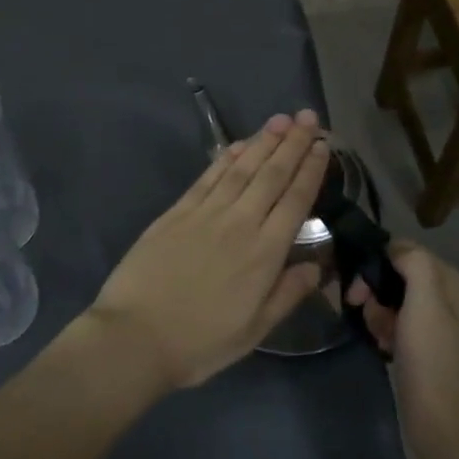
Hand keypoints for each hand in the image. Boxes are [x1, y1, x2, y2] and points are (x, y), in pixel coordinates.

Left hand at [90, 112, 330, 389]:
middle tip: (307, 116)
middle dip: (292, 143)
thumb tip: (316, 266)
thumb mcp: (254, 330)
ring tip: (281, 119)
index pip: (294, 200)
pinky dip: (227, 157)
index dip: (310, 170)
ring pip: (242, 168)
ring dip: (263, 141)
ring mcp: (206, 212)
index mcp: (264, 253)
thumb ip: (287, 294)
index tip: (322, 145)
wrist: (136, 336)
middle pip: (272, 175)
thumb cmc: (200, 341)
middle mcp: (240, 223)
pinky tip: (239, 144)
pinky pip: (209, 176)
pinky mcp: (178, 211)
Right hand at [347, 242, 458, 458]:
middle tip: (359, 307)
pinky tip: (381, 346)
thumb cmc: (432, 362)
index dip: (378, 262)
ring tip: (376, 335)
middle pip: (397, 275)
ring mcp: (435, 325)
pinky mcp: (423, 348)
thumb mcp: (426, 303)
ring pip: (392, 300)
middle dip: (375, 289)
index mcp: (452, 283)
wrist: (443, 428)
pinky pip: (394, 323)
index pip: (406, 251)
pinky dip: (383, 329)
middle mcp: (447, 298)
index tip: (357, 285)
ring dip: (377, 312)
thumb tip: (393, 249)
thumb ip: (414, 264)